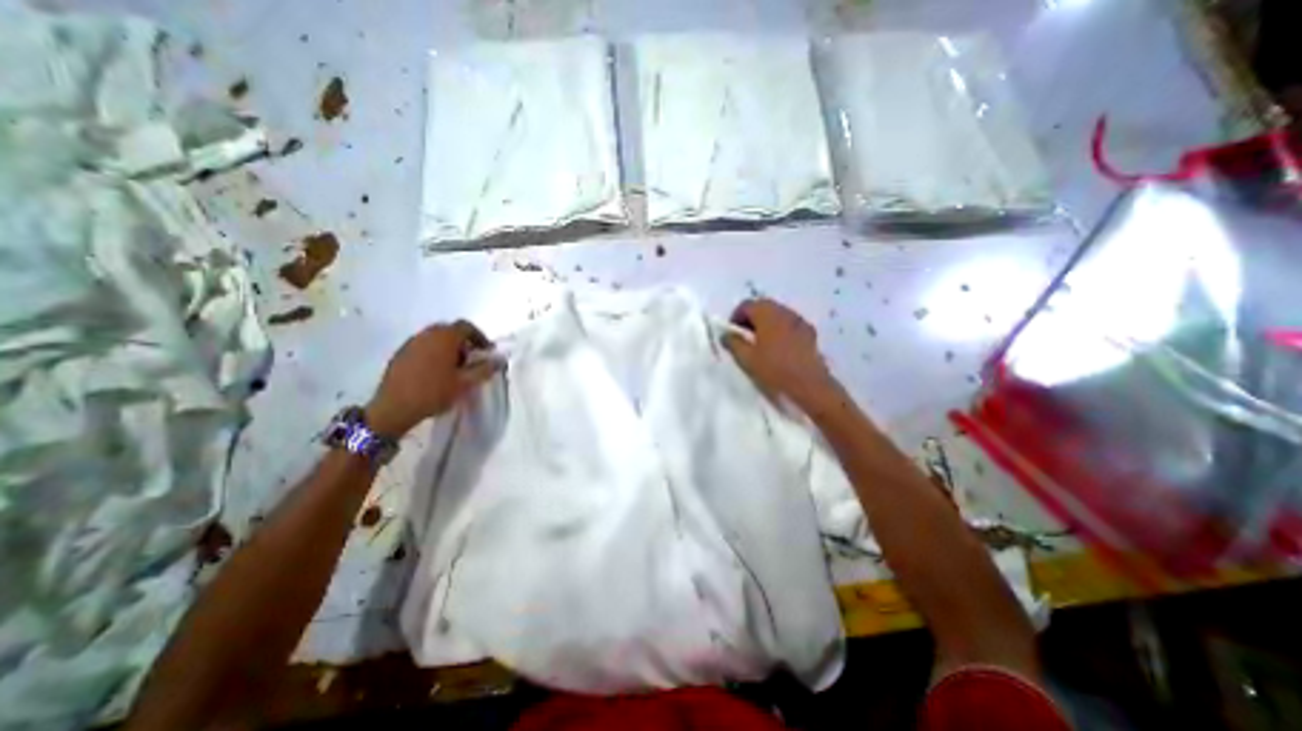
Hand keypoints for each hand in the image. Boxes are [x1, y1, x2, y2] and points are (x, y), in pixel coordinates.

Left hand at [366, 319, 498, 434]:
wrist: (394, 408)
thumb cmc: (434, 392)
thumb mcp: (465, 383)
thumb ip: (485, 368)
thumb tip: (500, 359)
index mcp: (444, 337)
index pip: (466, 326)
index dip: (480, 337)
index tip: (486, 352)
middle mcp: (427, 334)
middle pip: (450, 330)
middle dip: (463, 342)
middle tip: (471, 359)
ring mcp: (411, 342)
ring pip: (435, 337)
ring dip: (448, 347)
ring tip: (454, 367)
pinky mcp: (400, 353)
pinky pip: (422, 346)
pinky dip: (433, 352)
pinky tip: (435, 372)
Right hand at [722, 300, 843, 417]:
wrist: (809, 385)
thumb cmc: (774, 370)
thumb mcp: (746, 359)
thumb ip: (733, 343)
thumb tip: (725, 334)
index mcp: (767, 314)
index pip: (747, 305)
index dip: (735, 316)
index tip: (731, 333)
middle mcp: (784, 311)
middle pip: (763, 306)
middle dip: (751, 318)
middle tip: (743, 336)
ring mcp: (799, 321)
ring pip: (778, 314)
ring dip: (766, 323)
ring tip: (760, 343)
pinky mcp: (809, 333)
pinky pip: (789, 324)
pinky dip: (780, 330)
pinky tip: (778, 348)